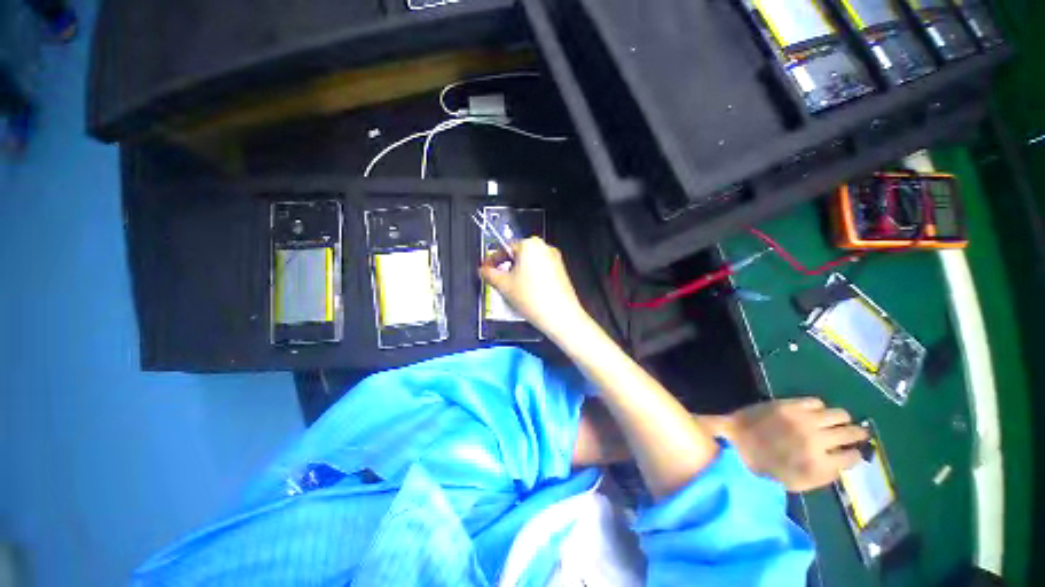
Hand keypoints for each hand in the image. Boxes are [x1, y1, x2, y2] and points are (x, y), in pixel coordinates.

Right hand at [479, 237, 588, 339]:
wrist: (560, 316)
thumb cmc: (532, 298)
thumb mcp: (504, 286)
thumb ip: (489, 274)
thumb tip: (483, 270)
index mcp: (529, 245)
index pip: (504, 249)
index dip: (491, 261)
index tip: (485, 270)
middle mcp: (544, 247)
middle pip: (517, 255)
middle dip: (506, 267)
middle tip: (498, 281)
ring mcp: (555, 259)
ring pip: (529, 263)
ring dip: (518, 273)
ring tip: (512, 290)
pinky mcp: (561, 271)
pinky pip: (540, 270)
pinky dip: (530, 277)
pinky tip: (527, 292)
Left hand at [722, 398, 868, 491]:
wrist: (735, 443)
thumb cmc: (764, 468)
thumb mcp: (799, 483)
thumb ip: (825, 475)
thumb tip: (845, 463)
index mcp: (819, 465)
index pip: (853, 457)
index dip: (855, 455)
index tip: (854, 452)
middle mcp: (816, 440)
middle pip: (851, 433)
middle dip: (857, 435)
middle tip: (857, 434)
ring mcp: (802, 420)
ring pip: (839, 415)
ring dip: (842, 419)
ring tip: (838, 422)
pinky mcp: (788, 404)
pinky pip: (816, 401)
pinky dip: (819, 408)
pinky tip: (815, 413)